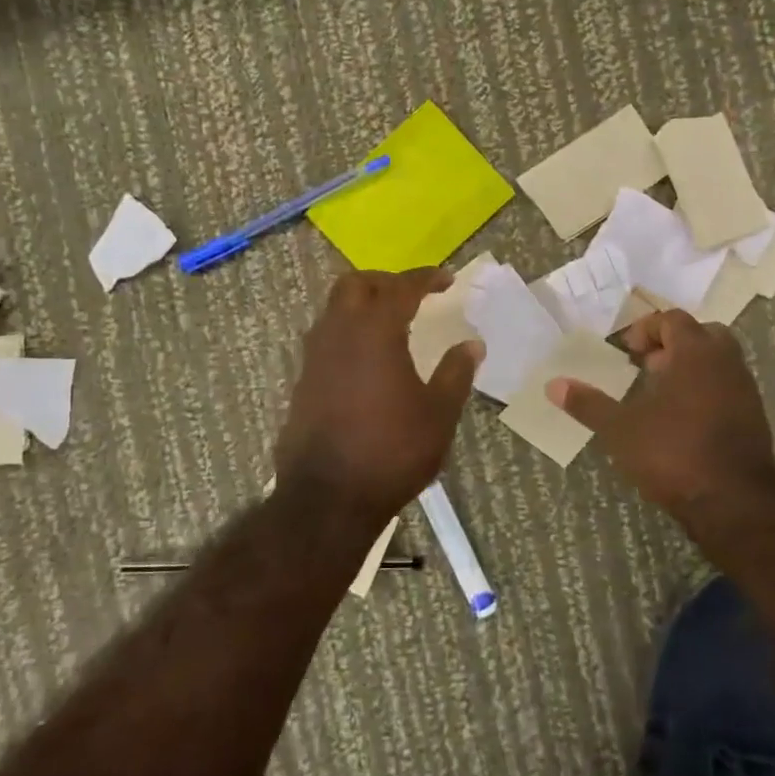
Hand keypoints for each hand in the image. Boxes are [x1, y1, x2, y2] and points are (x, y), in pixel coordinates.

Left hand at [275, 269, 482, 523]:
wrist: (328, 498)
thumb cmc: (392, 452)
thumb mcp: (438, 414)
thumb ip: (455, 373)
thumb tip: (472, 345)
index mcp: (375, 331)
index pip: (401, 287)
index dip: (426, 278)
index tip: (447, 279)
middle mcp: (338, 333)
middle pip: (354, 284)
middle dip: (385, 282)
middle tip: (411, 296)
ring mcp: (314, 357)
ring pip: (334, 310)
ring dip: (361, 306)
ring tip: (390, 325)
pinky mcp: (302, 382)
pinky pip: (326, 340)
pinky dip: (348, 334)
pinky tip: (367, 362)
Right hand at [549, 310, 774, 514]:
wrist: (734, 503)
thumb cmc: (673, 453)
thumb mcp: (620, 429)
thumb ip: (588, 404)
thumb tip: (552, 385)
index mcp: (695, 353)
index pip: (672, 319)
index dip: (646, 329)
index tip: (625, 351)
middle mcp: (726, 363)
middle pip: (702, 334)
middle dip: (673, 344)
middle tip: (647, 366)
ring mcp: (745, 390)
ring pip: (718, 362)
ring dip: (690, 368)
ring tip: (660, 394)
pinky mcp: (755, 418)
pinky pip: (727, 388)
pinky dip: (706, 391)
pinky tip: (682, 420)